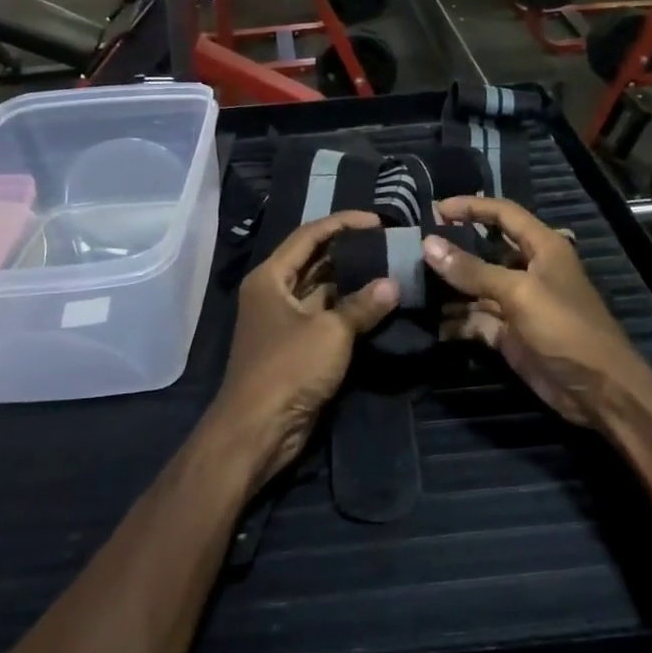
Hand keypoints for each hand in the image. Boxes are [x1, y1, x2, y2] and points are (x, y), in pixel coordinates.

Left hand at [210, 211, 398, 490]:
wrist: (258, 430)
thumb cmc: (287, 369)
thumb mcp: (330, 333)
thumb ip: (362, 305)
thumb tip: (393, 284)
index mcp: (271, 277)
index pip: (309, 235)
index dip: (343, 223)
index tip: (379, 221)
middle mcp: (274, 292)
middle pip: (315, 260)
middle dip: (351, 252)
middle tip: (390, 244)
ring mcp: (285, 321)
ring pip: (323, 290)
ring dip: (353, 282)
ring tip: (392, 269)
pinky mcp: (297, 347)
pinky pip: (326, 317)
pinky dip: (349, 310)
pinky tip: (379, 305)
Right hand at [424, 197, 651, 430]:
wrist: (598, 390)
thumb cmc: (565, 328)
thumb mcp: (518, 293)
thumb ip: (473, 270)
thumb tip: (429, 245)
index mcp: (543, 247)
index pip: (503, 213)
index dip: (471, 207)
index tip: (435, 209)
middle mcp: (529, 270)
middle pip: (485, 250)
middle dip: (454, 249)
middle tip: (416, 250)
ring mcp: (518, 304)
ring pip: (477, 287)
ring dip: (450, 289)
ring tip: (414, 286)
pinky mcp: (510, 334)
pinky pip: (477, 320)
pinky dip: (457, 322)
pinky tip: (433, 325)